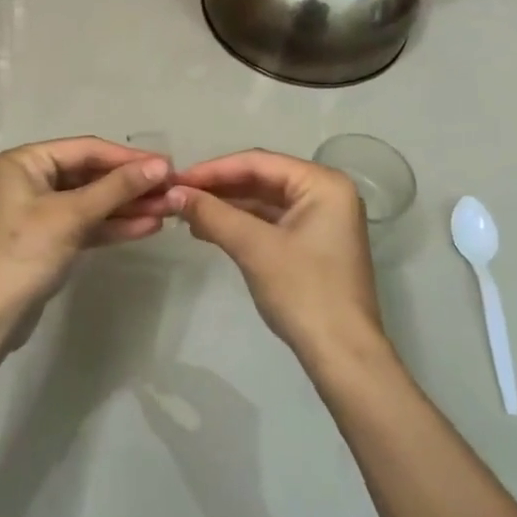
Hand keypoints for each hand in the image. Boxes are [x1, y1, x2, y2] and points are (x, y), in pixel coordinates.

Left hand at [0, 137, 172, 332]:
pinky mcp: (52, 238)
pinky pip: (88, 223)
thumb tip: (161, 165)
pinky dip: (115, 225)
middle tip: (173, 190)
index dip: (129, 158)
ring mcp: (42, 210)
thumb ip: (117, 188)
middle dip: (132, 184)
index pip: (87, 150)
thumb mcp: (73, 215)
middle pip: (92, 174)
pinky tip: (149, 226)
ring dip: (129, 205)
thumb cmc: (25, 253)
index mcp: (26, 161)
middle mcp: (33, 179)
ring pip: (94, 200)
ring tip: (170, 209)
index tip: (168, 166)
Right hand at [169, 151, 383, 360]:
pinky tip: (210, 230)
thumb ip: (213, 214)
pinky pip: (272, 223)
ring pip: (265, 201)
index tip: (176, 179)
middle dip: (219, 188)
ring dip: (227, 207)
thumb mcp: (254, 247)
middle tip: (177, 195)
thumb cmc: (303, 291)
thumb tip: (173, 193)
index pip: (259, 162)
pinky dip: (241, 225)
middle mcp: (326, 193)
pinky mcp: (313, 244)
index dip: (213, 169)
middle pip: (262, 179)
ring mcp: (322, 220)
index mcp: (323, 183)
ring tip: (186, 214)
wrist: (342, 354)